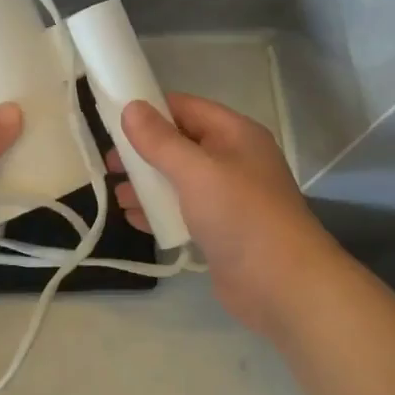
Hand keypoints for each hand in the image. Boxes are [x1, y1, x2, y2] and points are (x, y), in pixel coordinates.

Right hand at [115, 94, 346, 337]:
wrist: (283, 286)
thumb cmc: (240, 216)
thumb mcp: (196, 171)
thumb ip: (160, 140)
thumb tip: (131, 107)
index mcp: (235, 134)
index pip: (186, 108)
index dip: (151, 109)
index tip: (113, 120)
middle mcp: (233, 159)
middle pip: (180, 144)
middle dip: (144, 152)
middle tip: (111, 164)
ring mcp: (228, 197)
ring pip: (179, 179)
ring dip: (148, 184)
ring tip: (118, 195)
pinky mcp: (221, 230)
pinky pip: (184, 210)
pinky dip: (160, 211)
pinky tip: (134, 219)